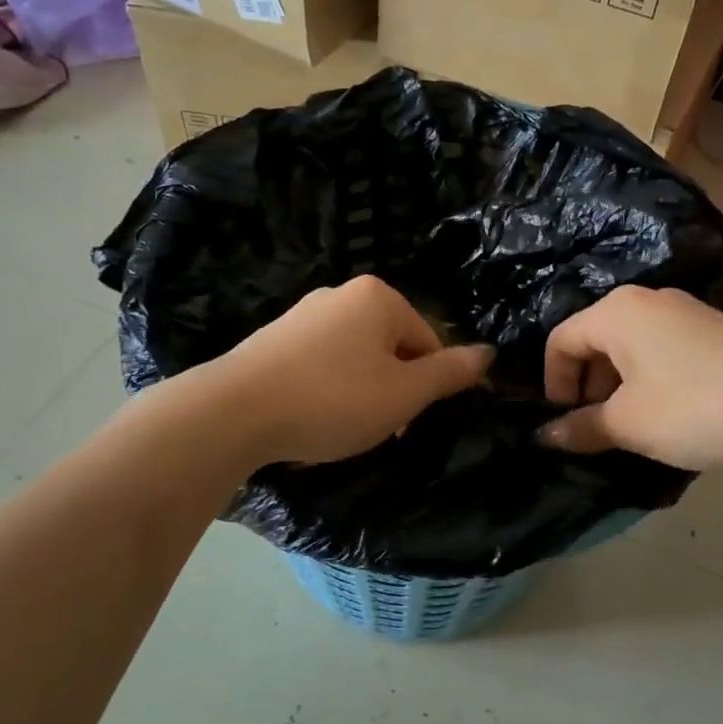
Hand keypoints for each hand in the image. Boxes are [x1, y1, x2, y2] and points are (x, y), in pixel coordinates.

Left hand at [208, 276, 491, 466]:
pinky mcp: (273, 338)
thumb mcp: (403, 394)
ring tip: (342, 428)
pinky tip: (311, 417)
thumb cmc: (332, 399)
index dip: (428, 386)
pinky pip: (320, 364)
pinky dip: (327, 390)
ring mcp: (303, 314)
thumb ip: (449, 373)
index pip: (429, 341)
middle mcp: (341, 294)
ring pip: (356, 358)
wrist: (233, 412)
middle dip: (393, 389)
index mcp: (379, 297)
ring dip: (362, 393)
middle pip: (392, 347)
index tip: (407, 422)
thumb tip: (489, 353)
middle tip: (378, 429)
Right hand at [538, 287, 722, 469]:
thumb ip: (581, 427)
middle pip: (594, 340)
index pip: (560, 341)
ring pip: (629, 347)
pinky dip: (649, 379)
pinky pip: (660, 349)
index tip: (565, 424)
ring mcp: (683, 310)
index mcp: (616, 312)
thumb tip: (546, 435)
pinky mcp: (711, 328)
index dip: (553, 385)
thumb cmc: (695, 407)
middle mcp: (645, 300)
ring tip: (633, 427)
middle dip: (587, 387)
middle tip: (598, 429)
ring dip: (618, 386)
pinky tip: (669, 413)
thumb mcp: (630, 424)